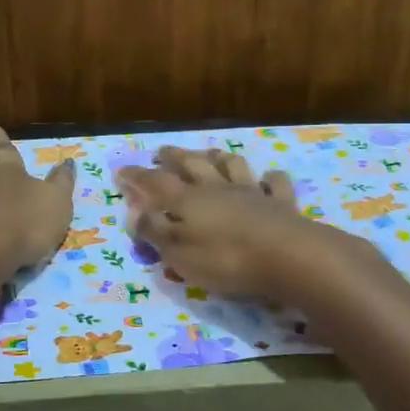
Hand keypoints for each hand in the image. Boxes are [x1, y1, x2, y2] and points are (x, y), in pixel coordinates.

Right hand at [119, 147, 359, 299]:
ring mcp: (252, 193)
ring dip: (219, 157)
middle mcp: (218, 188)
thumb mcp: (180, 253)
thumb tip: (135, 213)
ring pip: (232, 166)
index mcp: (189, 201)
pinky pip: (276, 185)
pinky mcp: (282, 204)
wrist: (288, 256)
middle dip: (174, 157)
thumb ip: (156, 232)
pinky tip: (269, 178)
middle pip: (193, 164)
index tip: (121, 170)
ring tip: (210, 153)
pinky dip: (271, 179)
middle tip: (162, 152)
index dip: (137, 176)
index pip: (156, 183)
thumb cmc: (226, 258)